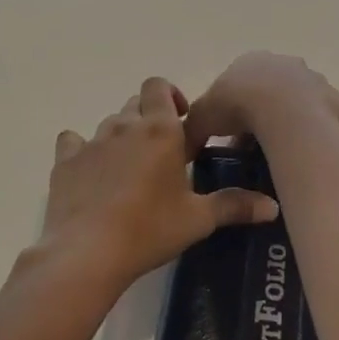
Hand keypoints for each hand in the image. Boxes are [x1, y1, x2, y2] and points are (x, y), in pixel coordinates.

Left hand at [36, 76, 279, 292]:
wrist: (87, 253)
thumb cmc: (149, 229)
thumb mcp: (197, 219)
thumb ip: (234, 206)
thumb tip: (273, 207)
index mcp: (160, 130)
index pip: (159, 86)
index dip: (170, 96)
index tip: (181, 123)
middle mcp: (125, 125)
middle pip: (136, 103)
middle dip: (149, 117)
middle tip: (161, 152)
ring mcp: (92, 141)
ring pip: (109, 123)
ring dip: (121, 136)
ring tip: (129, 169)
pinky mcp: (65, 161)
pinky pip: (73, 141)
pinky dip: (83, 150)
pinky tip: (89, 172)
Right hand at [184, 52, 338, 150]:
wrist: (285, 114)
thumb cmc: (238, 106)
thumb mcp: (201, 117)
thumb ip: (192, 129)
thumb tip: (183, 149)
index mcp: (254, 62)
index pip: (244, 84)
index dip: (238, 109)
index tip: (233, 134)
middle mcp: (289, 66)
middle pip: (277, 92)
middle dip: (269, 115)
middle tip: (259, 146)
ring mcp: (319, 84)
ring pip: (307, 107)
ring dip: (298, 126)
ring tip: (285, 156)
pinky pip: (333, 126)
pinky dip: (323, 140)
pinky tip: (312, 158)